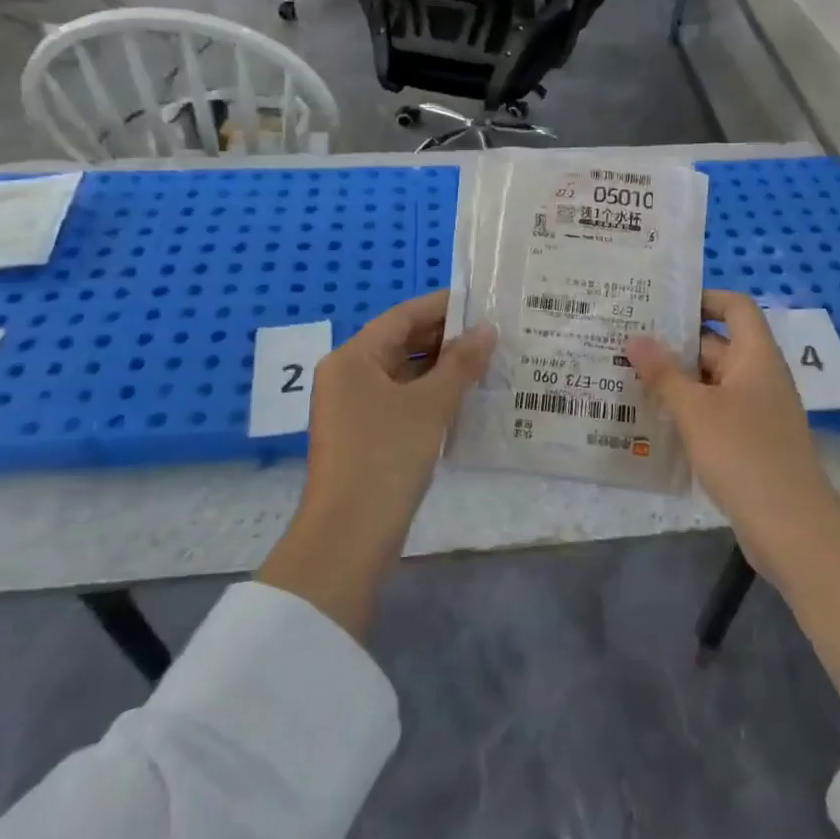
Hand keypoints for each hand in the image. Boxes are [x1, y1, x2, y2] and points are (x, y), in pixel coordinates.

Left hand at [305, 289, 495, 540]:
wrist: (349, 537)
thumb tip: (487, 330)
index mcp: (353, 357)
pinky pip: (399, 399)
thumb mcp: (430, 405)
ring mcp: (352, 407)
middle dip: (446, 338)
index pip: (402, 316)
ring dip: (441, 368)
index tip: (481, 301)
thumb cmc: (387, 457)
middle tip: (492, 333)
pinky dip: (429, 394)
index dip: (443, 306)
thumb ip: (460, 363)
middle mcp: (347, 375)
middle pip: (400, 343)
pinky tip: (464, 397)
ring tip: (487, 361)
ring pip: (402, 373)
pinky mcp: (363, 435)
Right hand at [631, 294, 839, 725]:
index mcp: (756, 357)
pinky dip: (687, 410)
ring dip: (676, 379)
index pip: (735, 307)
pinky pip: (714, 412)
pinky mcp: (750, 442)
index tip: (661, 304)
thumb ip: (663, 373)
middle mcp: (759, 377)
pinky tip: (652, 419)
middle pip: (717, 344)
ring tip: (628, 375)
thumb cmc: (744, 455)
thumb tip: (635, 338)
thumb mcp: (695, 410)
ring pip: (711, 382)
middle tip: (627, 340)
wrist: (792, 529)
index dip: (703, 298)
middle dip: (675, 343)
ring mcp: (756, 411)